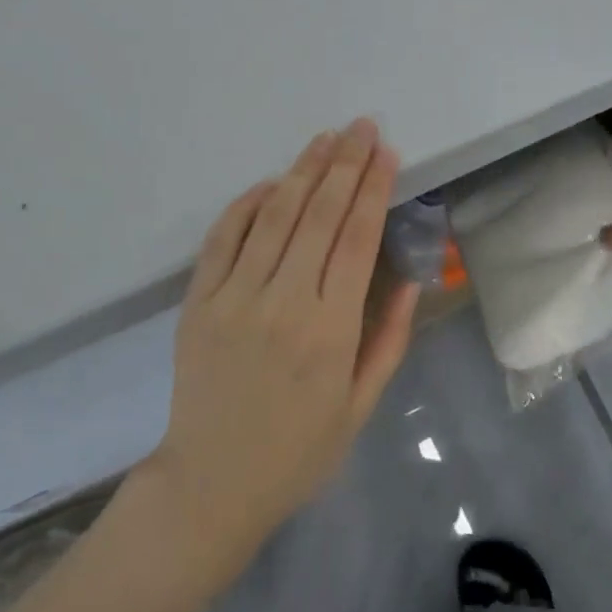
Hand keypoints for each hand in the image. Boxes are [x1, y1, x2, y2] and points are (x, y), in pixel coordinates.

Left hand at [145, 120, 418, 577]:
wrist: (210, 485)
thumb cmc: (298, 450)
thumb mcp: (361, 405)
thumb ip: (388, 338)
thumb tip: (412, 278)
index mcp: (329, 330)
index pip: (357, 237)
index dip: (373, 187)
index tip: (386, 151)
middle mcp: (283, 301)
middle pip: (319, 213)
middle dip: (345, 162)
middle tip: (361, 126)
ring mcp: (234, 297)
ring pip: (274, 215)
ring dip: (303, 170)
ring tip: (325, 138)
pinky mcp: (198, 300)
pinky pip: (225, 236)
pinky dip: (249, 203)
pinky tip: (273, 183)